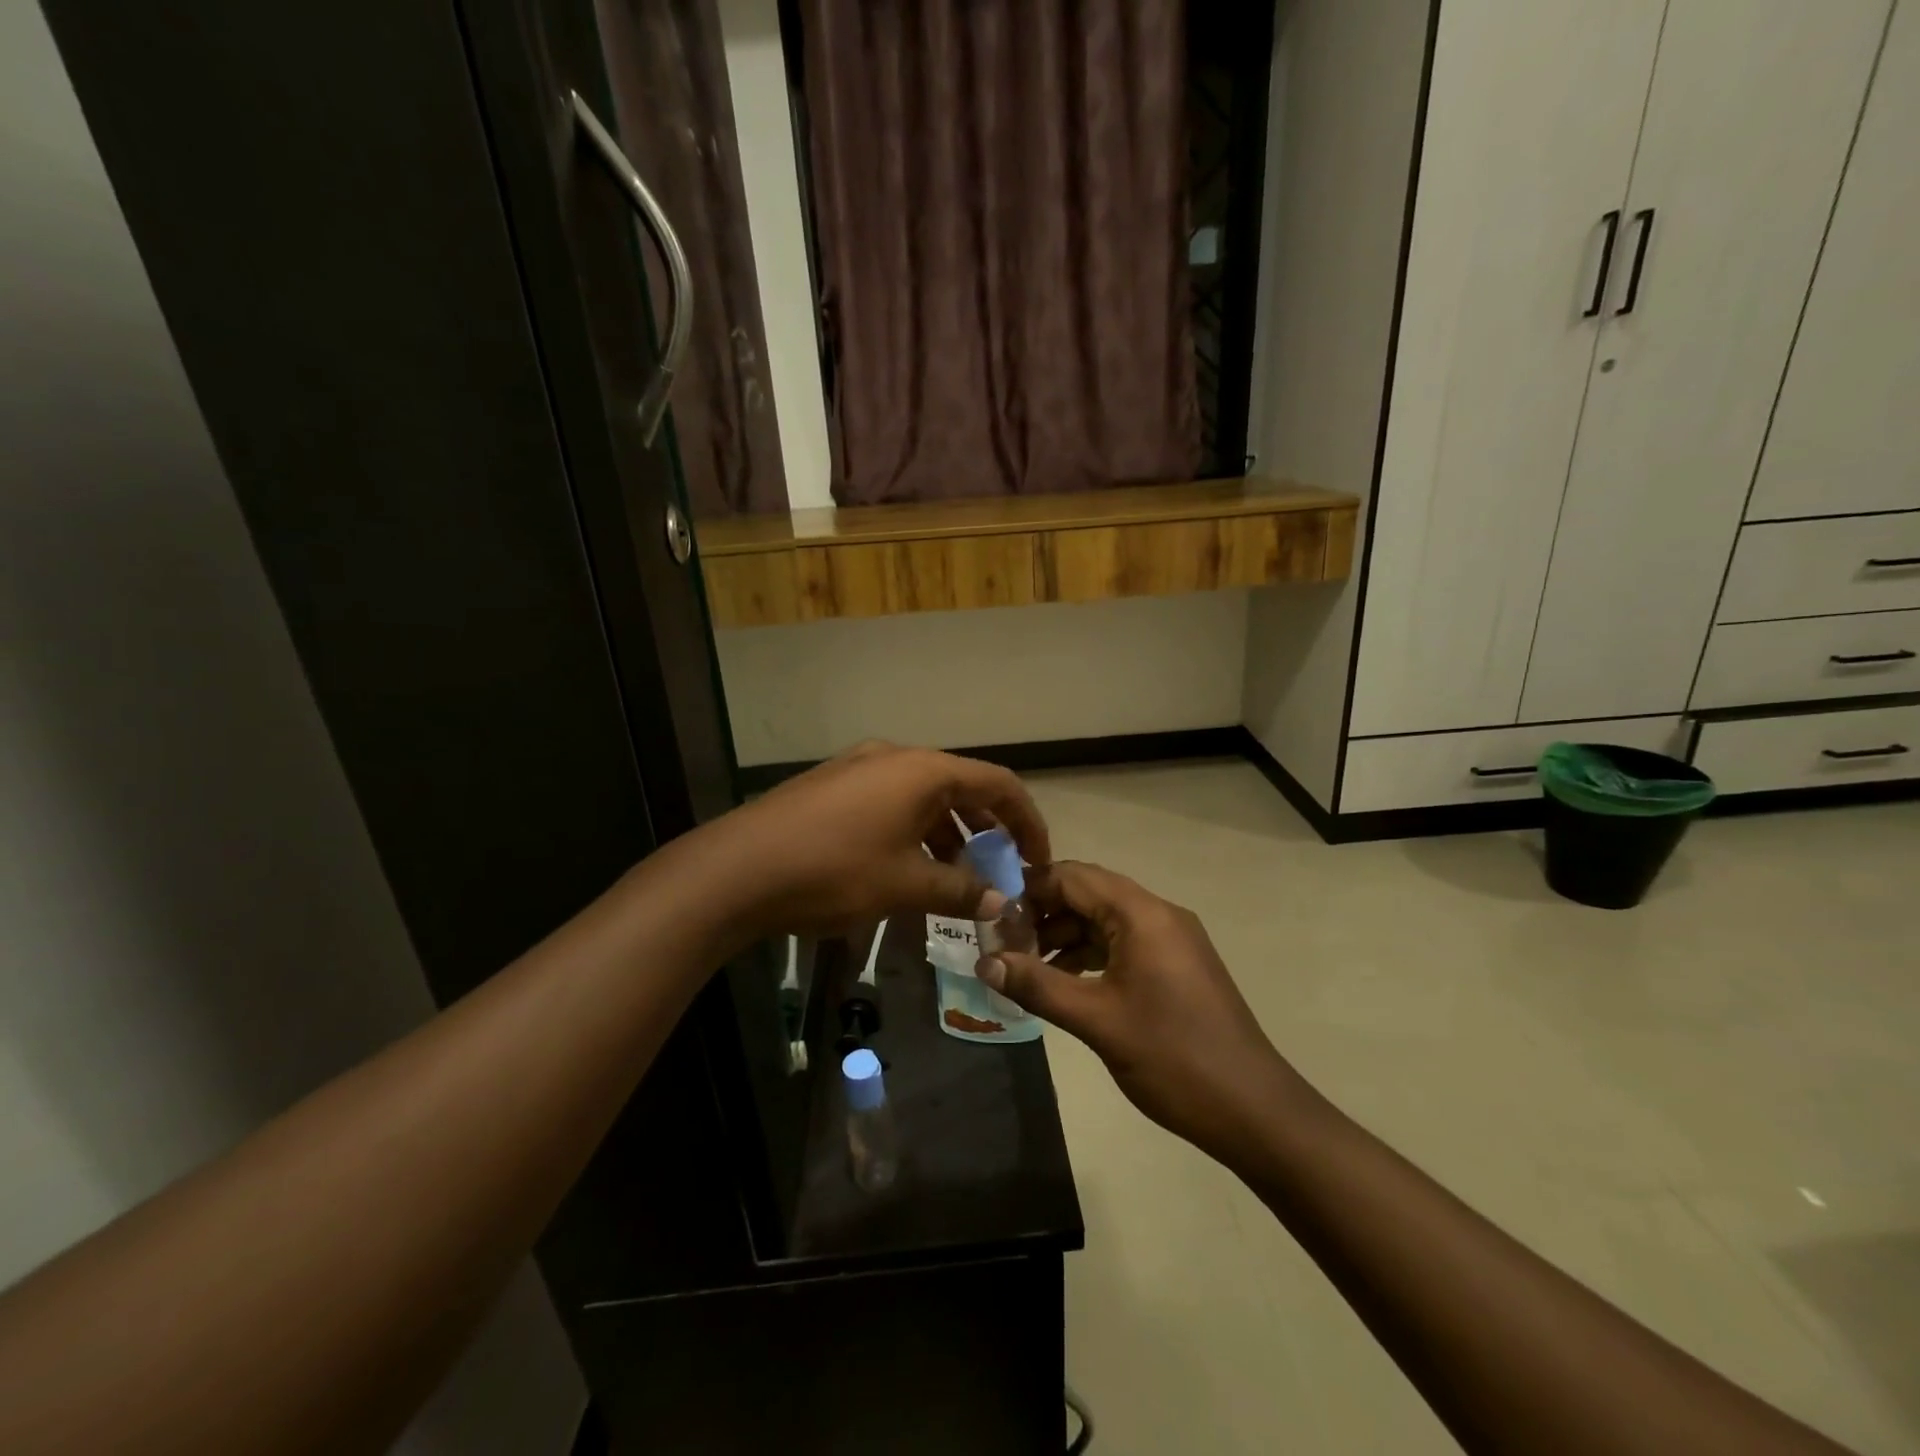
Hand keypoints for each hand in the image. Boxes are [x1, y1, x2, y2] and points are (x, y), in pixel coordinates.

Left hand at [697, 742, 1050, 941]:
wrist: (737, 869)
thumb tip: (998, 902)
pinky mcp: (834, 787)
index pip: (999, 784)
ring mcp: (860, 768)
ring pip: (925, 796)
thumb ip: (958, 891)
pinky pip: (893, 802)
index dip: (1027, 821)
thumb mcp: (904, 885)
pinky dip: (915, 830)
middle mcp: (895, 757)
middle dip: (988, 830)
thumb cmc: (834, 871)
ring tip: (958, 877)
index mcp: (923, 770)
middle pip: (962, 787)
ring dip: (950, 833)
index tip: (1039, 860)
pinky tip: (910, 867)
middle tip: (1000, 871)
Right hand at [977, 861, 1299, 1165]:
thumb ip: (1038, 986)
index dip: (1029, 890)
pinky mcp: (1177, 965)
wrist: (1254, 1110)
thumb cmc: (1173, 1058)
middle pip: (1089, 893)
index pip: (1073, 877)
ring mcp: (1172, 940)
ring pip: (1105, 920)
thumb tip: (984, 962)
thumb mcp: (1097, 1021)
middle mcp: (1158, 914)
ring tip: (1026, 967)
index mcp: (1142, 914)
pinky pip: (1123, 943)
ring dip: (1064, 936)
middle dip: (1043, 913)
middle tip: (1004, 944)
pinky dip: (1090, 954)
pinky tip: (1064, 983)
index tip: (992, 918)